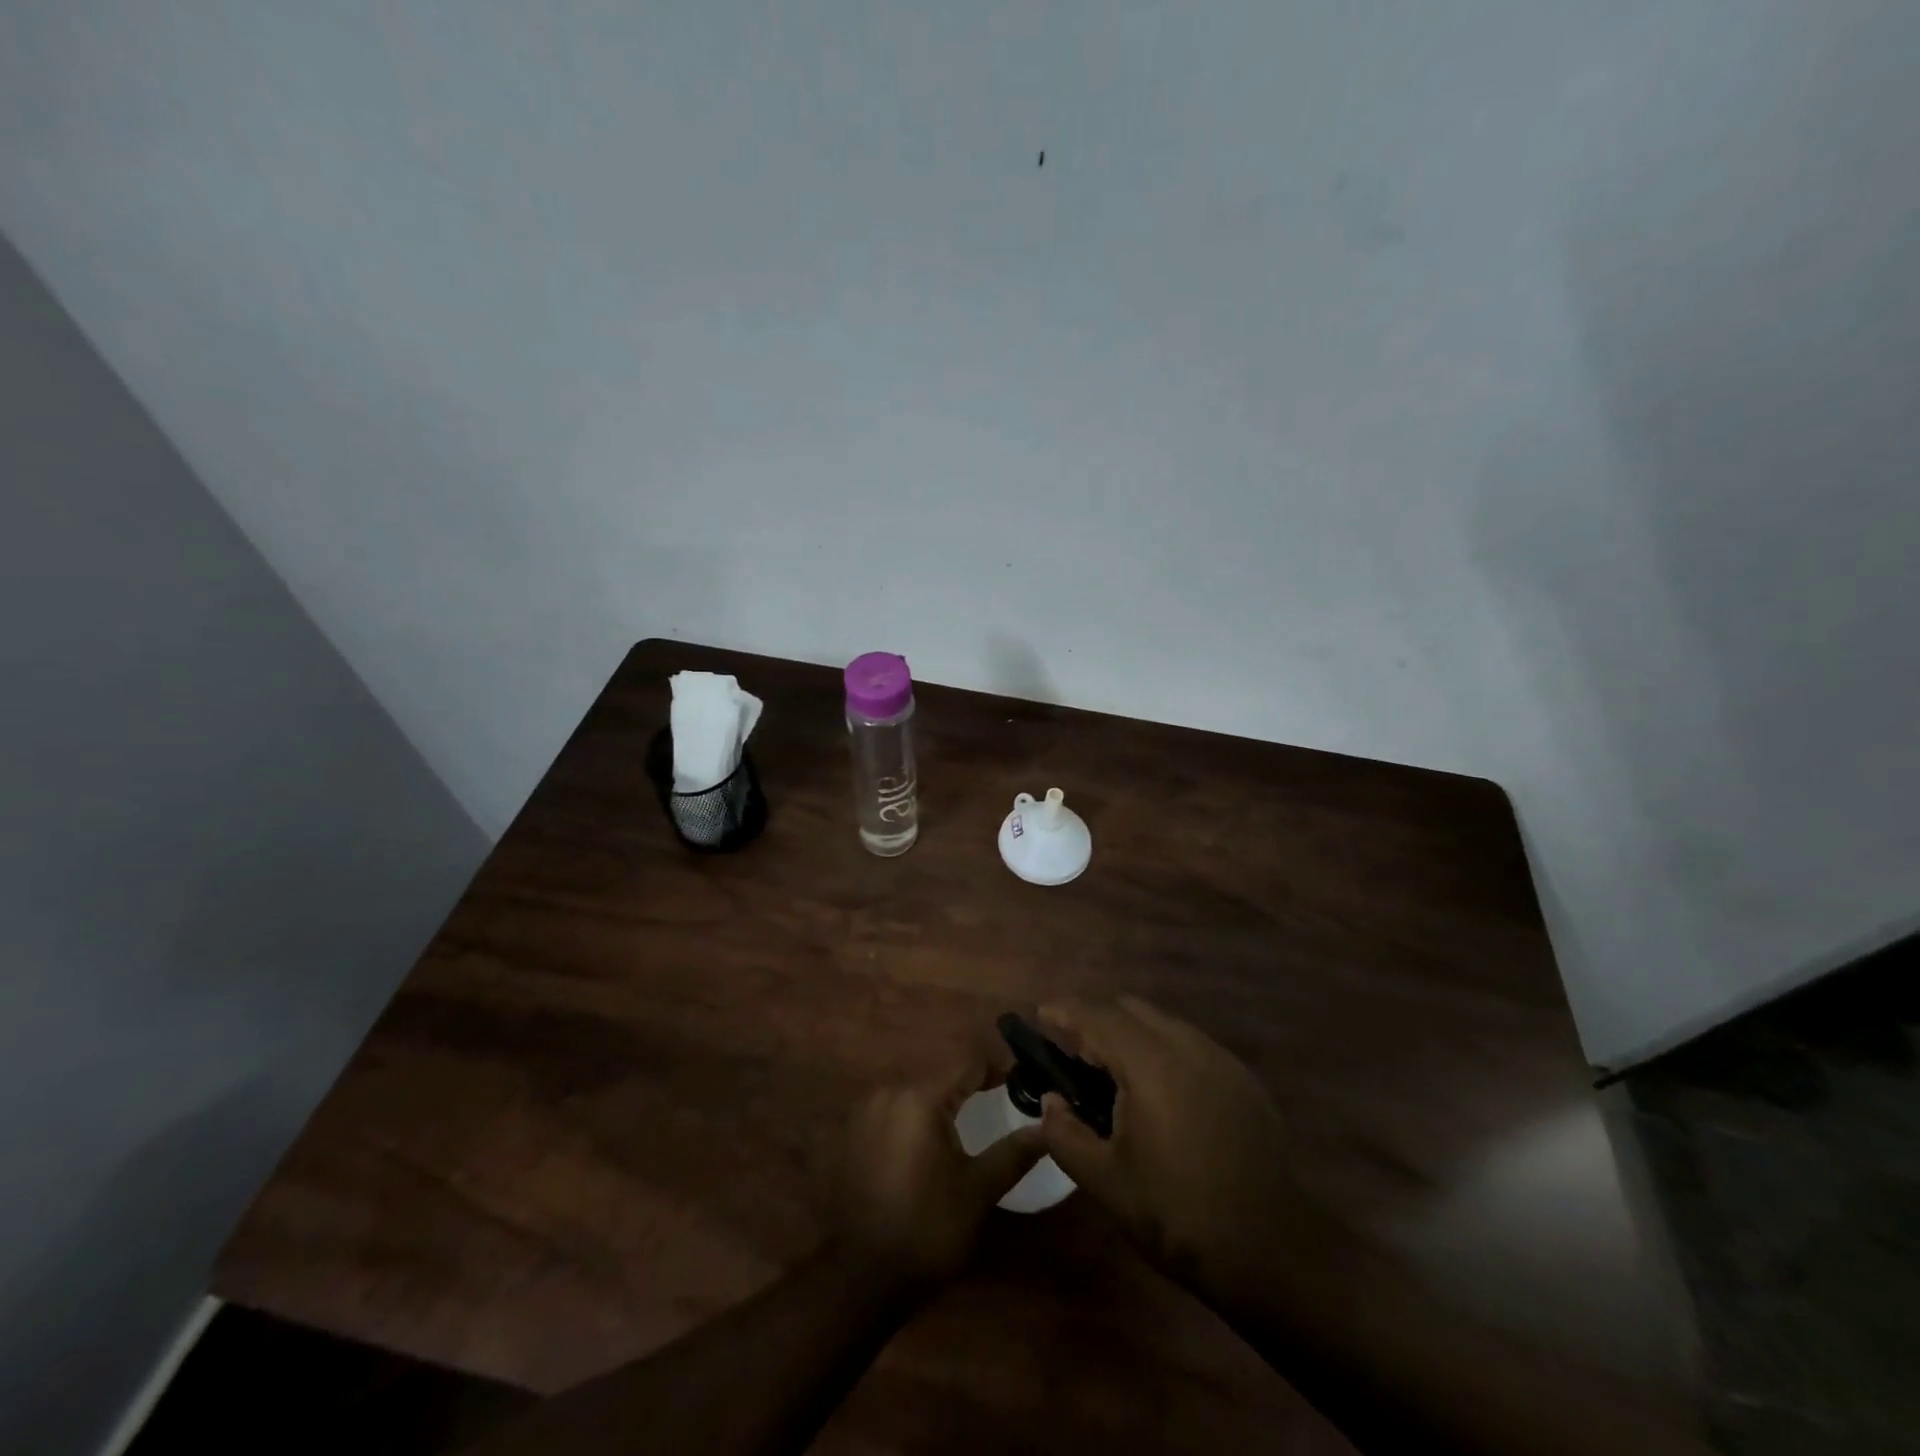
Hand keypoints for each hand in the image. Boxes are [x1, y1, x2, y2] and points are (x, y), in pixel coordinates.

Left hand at [829, 1046, 1044, 1293]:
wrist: (861, 1277)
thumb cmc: (926, 1230)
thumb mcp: (977, 1191)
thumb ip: (1013, 1153)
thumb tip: (1047, 1127)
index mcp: (920, 1098)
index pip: (968, 1062)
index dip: (998, 1067)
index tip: (1023, 1081)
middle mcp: (889, 1092)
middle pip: (940, 1073)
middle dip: (971, 1083)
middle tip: (1001, 1100)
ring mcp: (866, 1111)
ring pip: (916, 1090)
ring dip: (943, 1098)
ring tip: (971, 1118)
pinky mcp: (854, 1132)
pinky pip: (894, 1109)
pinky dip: (917, 1116)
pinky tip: (931, 1141)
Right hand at [1036, 996, 1346, 1310]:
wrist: (1269, 1250)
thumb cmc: (1176, 1214)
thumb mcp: (1105, 1181)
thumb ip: (1065, 1133)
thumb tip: (1051, 1102)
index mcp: (1150, 1063)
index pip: (1097, 1016)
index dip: (1064, 1009)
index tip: (1040, 1014)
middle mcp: (1187, 1046)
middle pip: (1131, 1008)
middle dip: (1098, 1019)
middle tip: (1077, 1054)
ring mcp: (1221, 1059)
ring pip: (1164, 1023)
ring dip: (1133, 1034)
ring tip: (1117, 1075)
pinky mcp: (1244, 1079)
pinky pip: (1193, 1045)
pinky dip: (1165, 1051)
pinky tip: (1163, 1094)